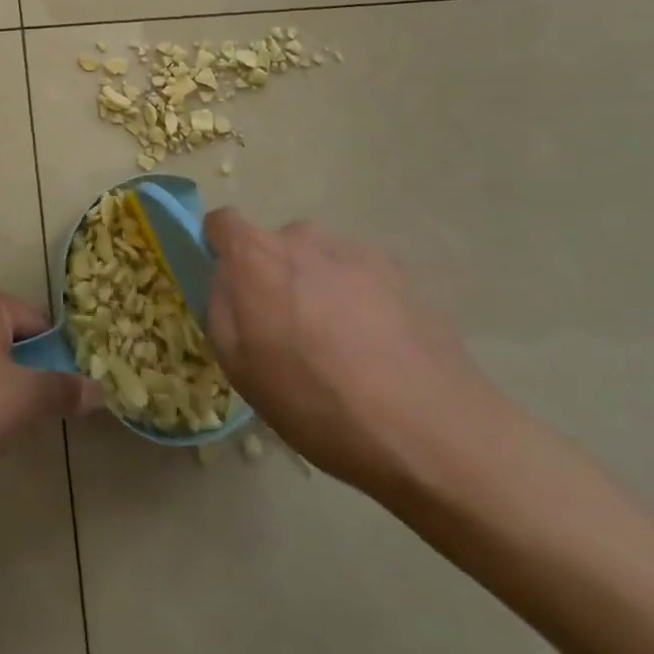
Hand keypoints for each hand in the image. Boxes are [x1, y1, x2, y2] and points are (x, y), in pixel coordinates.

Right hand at [204, 208, 508, 498]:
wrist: (433, 431)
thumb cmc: (320, 404)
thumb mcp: (241, 369)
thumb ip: (220, 309)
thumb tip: (227, 281)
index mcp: (257, 256)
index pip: (221, 222)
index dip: (220, 250)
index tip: (233, 290)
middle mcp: (302, 237)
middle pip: (275, 246)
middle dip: (275, 278)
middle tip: (291, 335)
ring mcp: (356, 250)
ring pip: (320, 261)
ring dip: (319, 289)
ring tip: (343, 350)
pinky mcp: (400, 272)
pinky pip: (360, 277)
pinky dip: (360, 301)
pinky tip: (380, 351)